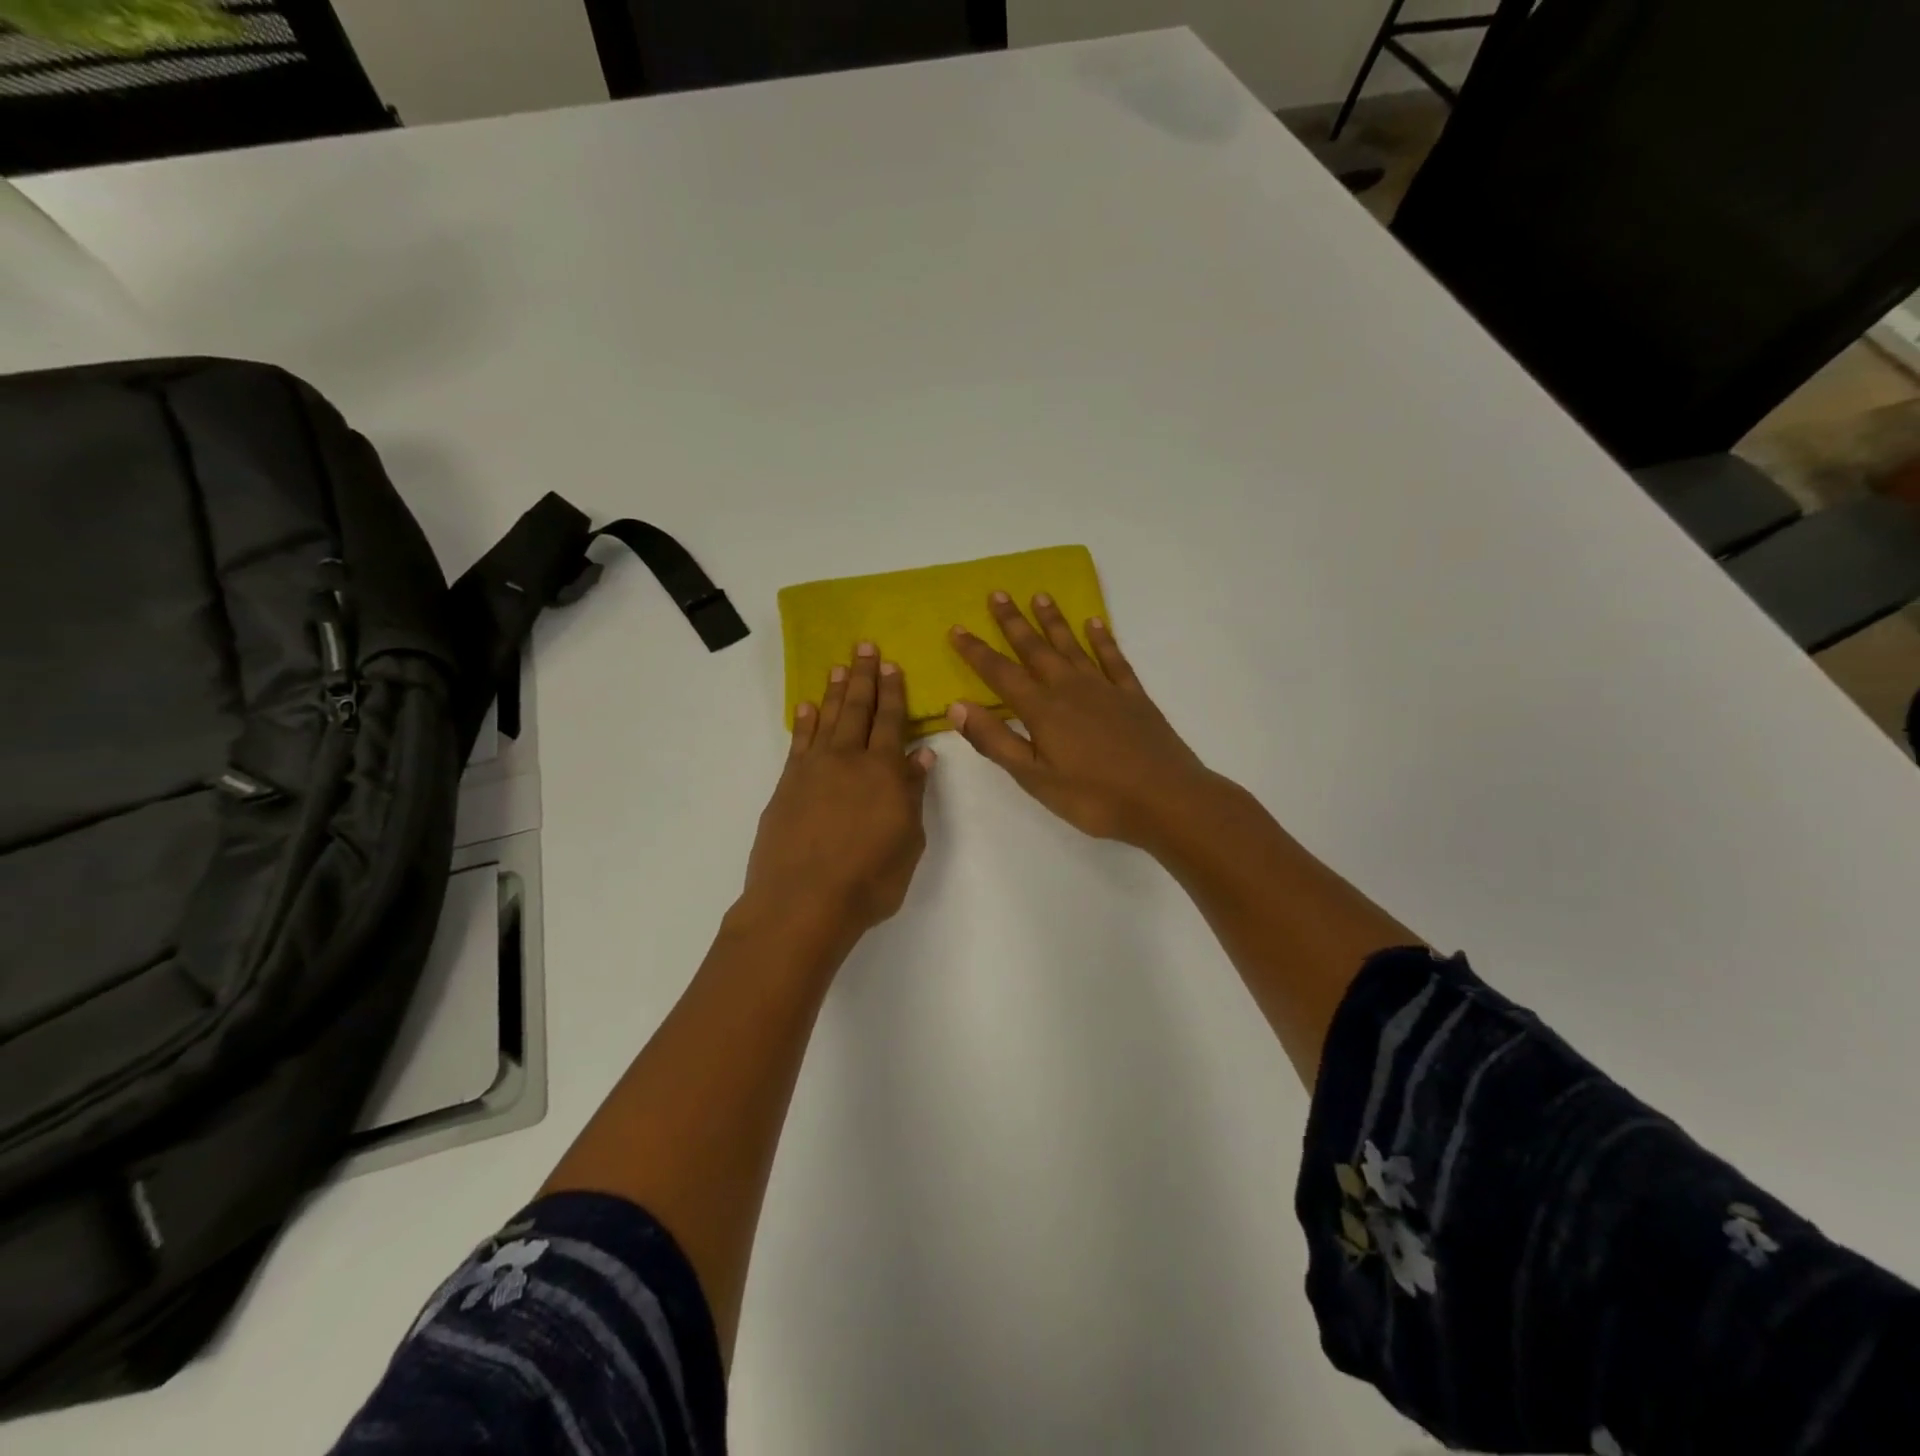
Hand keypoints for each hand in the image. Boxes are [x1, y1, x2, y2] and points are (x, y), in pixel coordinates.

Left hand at [742, 644, 936, 948]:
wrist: (802, 902)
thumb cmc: (868, 881)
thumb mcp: (908, 843)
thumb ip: (913, 795)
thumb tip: (921, 756)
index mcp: (884, 773)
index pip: (892, 722)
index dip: (893, 693)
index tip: (892, 665)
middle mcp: (849, 760)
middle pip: (858, 710)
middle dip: (864, 677)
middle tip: (864, 646)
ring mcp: (813, 769)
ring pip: (828, 719)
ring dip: (835, 691)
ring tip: (839, 665)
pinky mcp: (787, 784)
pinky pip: (799, 742)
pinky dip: (804, 721)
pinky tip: (807, 706)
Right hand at [946, 593, 1216, 847]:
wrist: (1165, 799)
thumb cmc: (1094, 797)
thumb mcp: (1034, 778)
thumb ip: (995, 741)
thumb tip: (957, 706)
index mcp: (1042, 710)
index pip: (1000, 673)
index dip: (976, 651)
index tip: (957, 628)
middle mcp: (1070, 688)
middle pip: (1035, 648)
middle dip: (1013, 622)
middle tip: (998, 593)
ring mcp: (1105, 688)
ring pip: (1072, 646)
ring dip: (1053, 621)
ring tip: (1040, 596)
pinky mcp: (1133, 696)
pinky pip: (1113, 658)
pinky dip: (1102, 639)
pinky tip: (1094, 623)